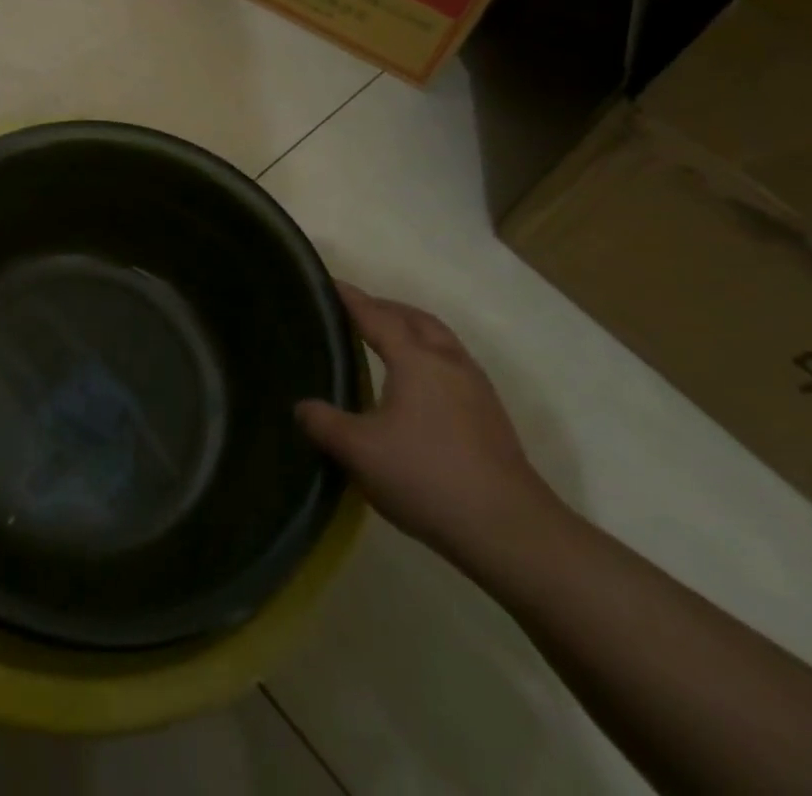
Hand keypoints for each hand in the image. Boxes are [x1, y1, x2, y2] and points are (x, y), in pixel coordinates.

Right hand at [296, 281, 555, 557]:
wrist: (509, 529)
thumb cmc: (427, 477)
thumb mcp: (360, 452)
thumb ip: (325, 424)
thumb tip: (302, 407)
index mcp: (415, 359)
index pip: (375, 316)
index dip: (350, 298)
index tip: (328, 283)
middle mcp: (448, 361)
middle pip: (414, 318)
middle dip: (384, 307)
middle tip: (356, 310)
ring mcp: (475, 387)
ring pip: (440, 339)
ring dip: (411, 329)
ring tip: (387, 339)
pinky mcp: (490, 415)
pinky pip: (452, 363)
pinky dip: (429, 355)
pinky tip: (419, 384)